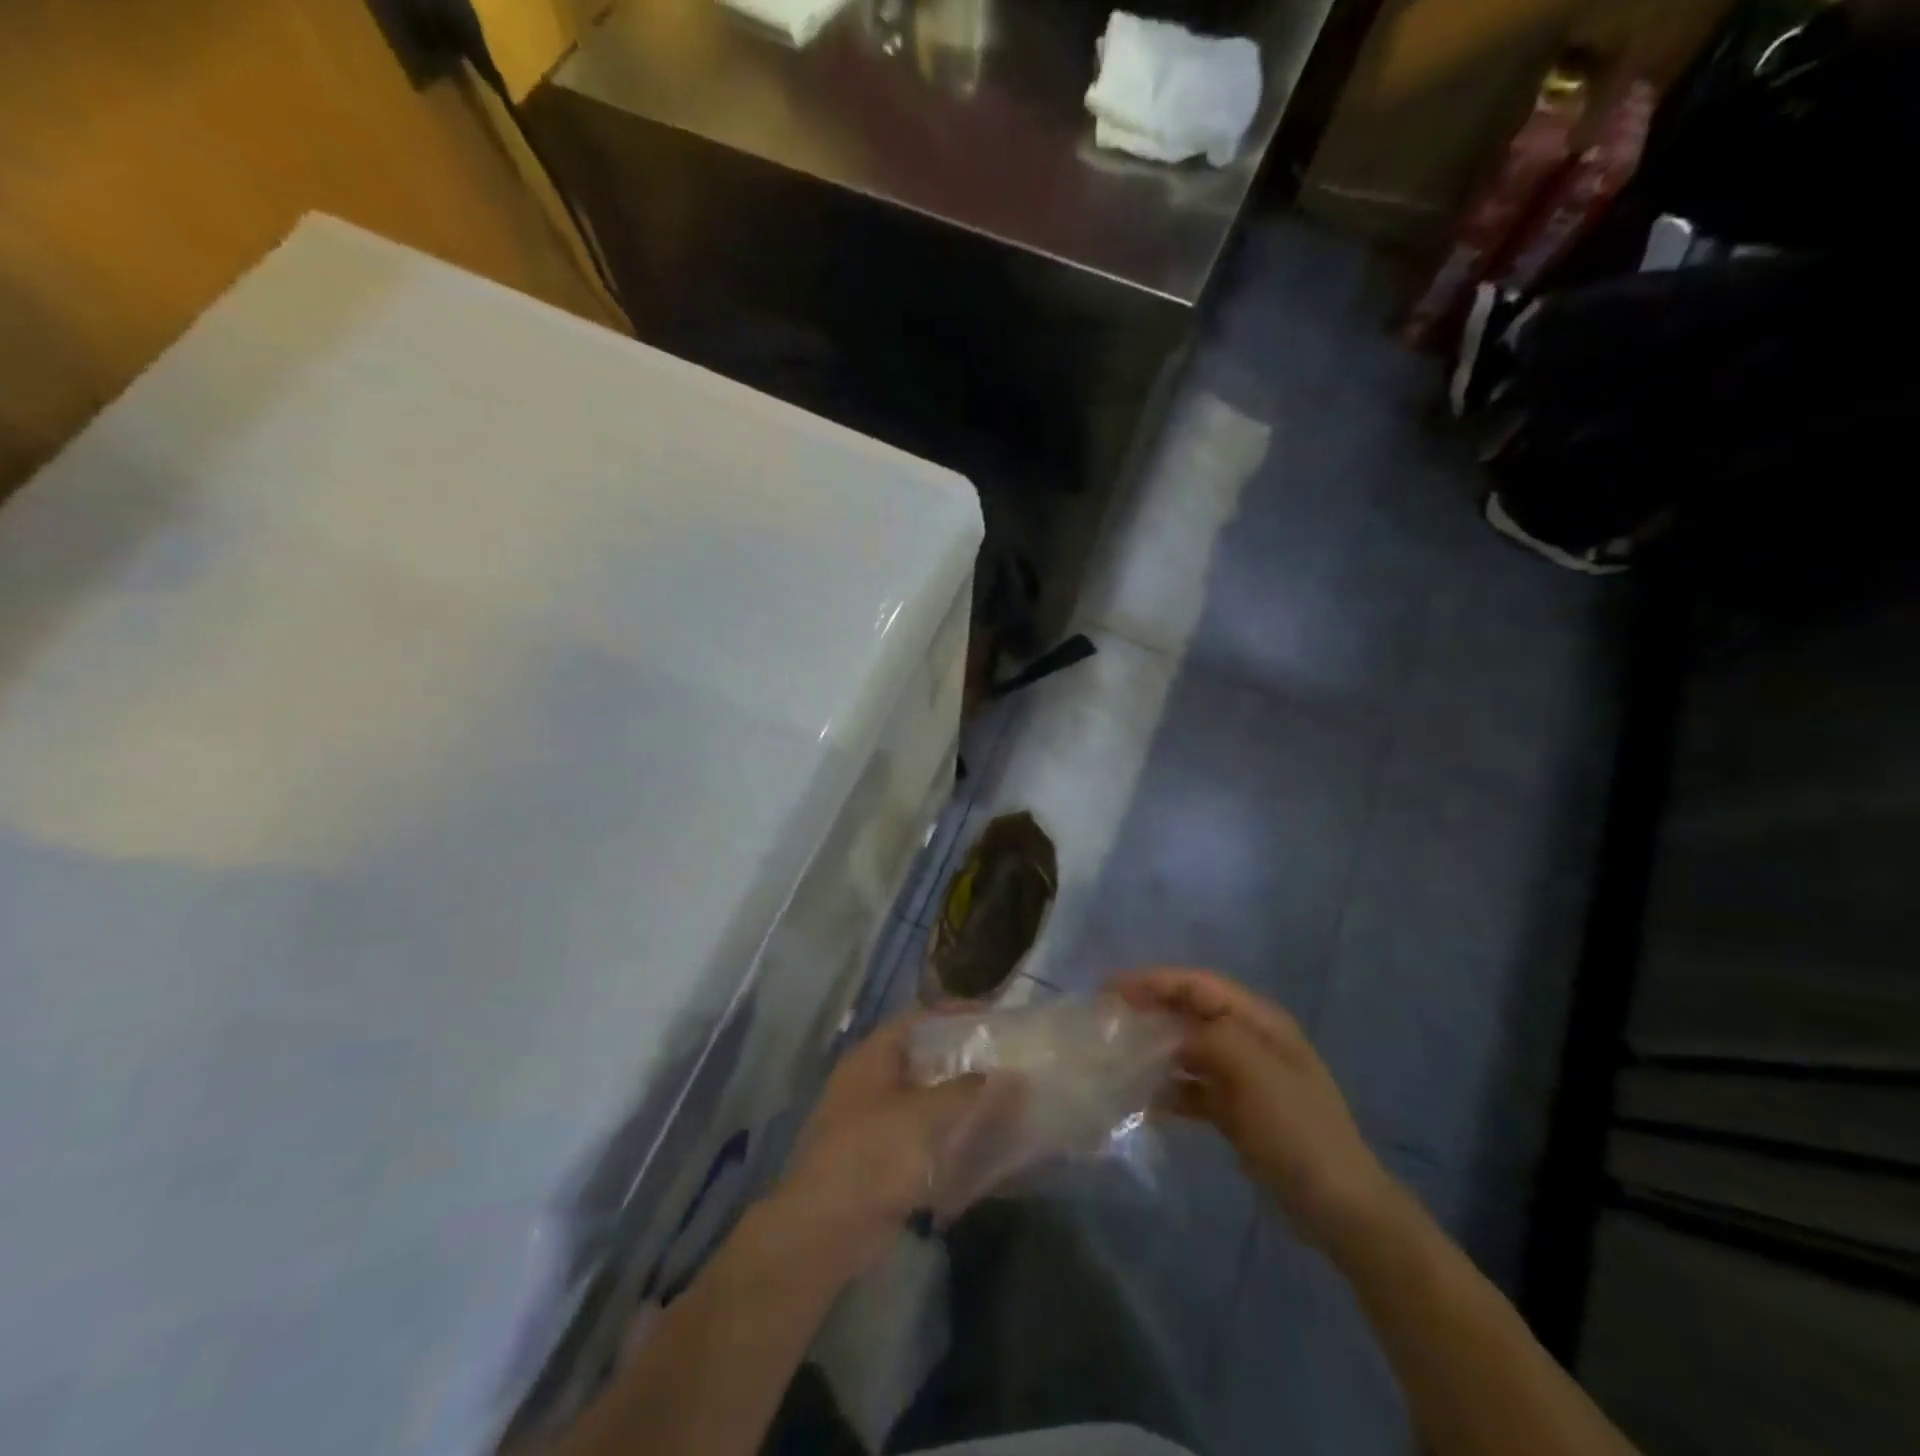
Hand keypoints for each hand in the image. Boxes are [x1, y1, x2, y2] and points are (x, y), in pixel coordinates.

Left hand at [766, 1017, 986, 1279]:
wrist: (825, 1229)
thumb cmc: (873, 1154)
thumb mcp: (925, 1115)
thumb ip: (965, 1091)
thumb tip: (999, 1073)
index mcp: (871, 1057)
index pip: (916, 1020)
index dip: (952, 1013)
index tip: (990, 1017)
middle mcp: (868, 1081)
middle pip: (919, 1058)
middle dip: (958, 1058)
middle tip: (1000, 1058)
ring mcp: (871, 1121)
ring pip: (921, 1098)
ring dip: (954, 1099)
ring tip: (998, 1097)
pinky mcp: (878, 1158)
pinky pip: (918, 1135)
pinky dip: (944, 1135)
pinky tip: (976, 1141)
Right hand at [1112, 967, 1394, 1249]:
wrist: (1339, 1206)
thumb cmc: (1297, 1128)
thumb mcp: (1254, 1071)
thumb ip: (1208, 1038)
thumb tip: (1167, 1035)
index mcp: (1259, 1021)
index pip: (1197, 984)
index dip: (1153, 981)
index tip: (1109, 990)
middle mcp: (1249, 1040)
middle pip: (1189, 1013)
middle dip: (1148, 1012)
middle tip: (1105, 1021)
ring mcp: (1243, 1077)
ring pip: (1187, 1050)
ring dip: (1154, 1051)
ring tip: (1115, 1058)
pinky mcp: (1235, 1111)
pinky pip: (1192, 1088)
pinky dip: (1168, 1090)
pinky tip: (1142, 1102)